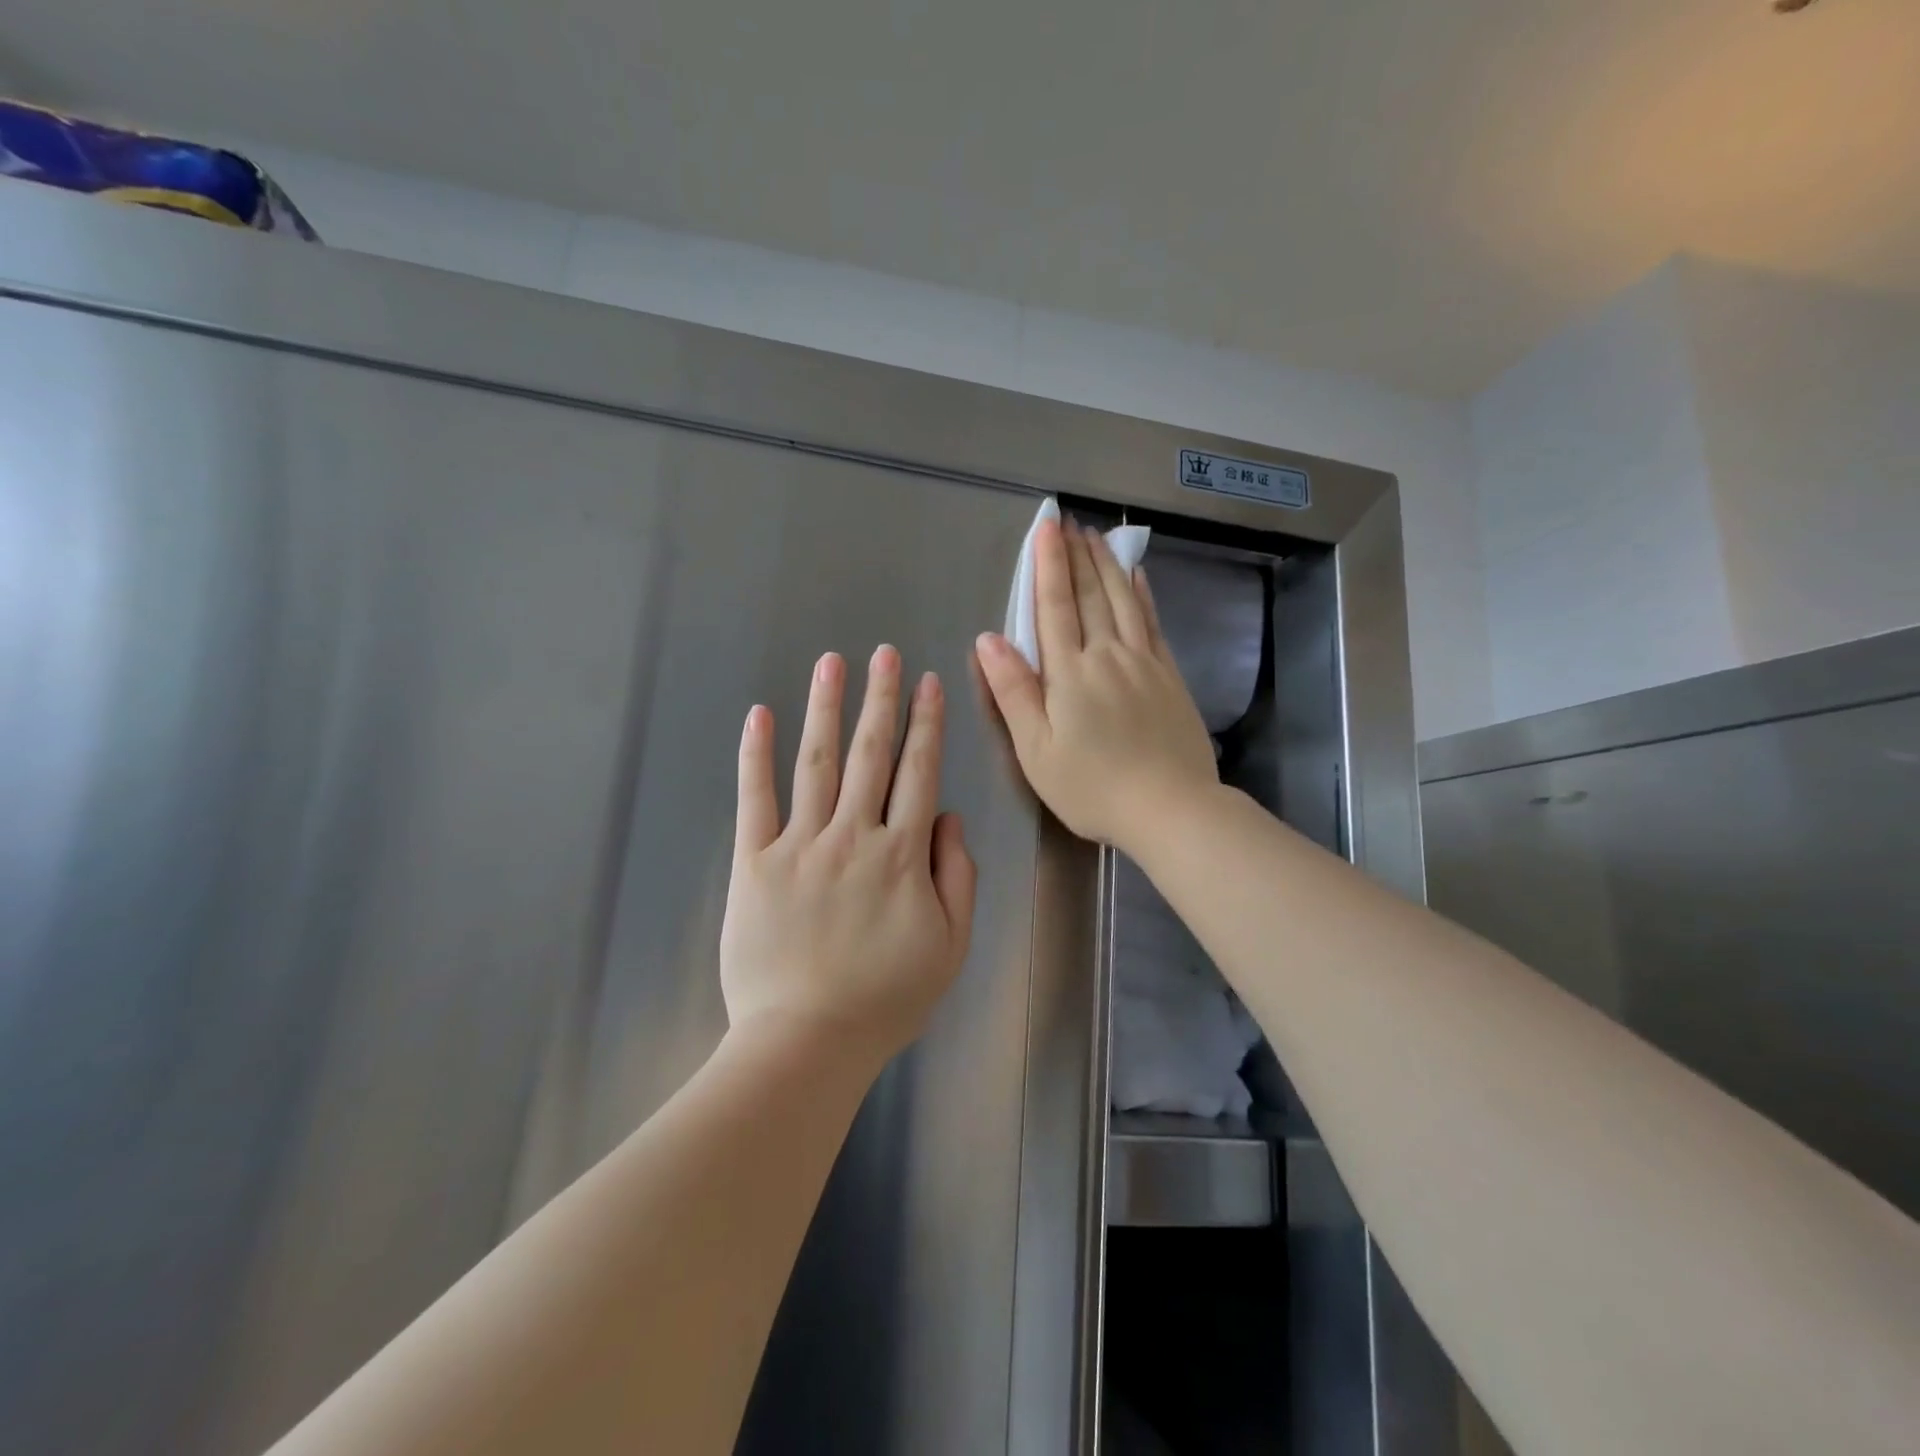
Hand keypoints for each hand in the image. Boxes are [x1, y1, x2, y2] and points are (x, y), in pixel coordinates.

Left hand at [720, 646, 976, 1067]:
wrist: (806, 1042)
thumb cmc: (885, 999)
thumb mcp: (949, 946)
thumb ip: (957, 876)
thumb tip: (948, 817)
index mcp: (902, 854)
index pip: (919, 773)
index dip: (926, 724)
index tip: (929, 682)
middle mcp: (853, 835)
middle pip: (871, 754)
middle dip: (881, 698)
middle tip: (884, 653)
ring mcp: (800, 844)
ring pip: (817, 763)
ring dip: (826, 708)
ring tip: (831, 663)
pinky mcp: (753, 862)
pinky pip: (755, 799)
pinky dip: (755, 755)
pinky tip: (759, 715)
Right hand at [974, 518, 1217, 853]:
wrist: (1169, 807)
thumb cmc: (1092, 786)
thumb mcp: (1036, 750)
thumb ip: (1013, 692)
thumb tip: (988, 639)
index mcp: (1070, 673)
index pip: (1055, 607)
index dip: (1048, 565)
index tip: (1045, 527)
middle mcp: (1107, 656)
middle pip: (1091, 596)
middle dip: (1077, 556)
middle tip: (1071, 522)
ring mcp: (1144, 663)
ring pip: (1124, 601)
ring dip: (1108, 566)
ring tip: (1098, 537)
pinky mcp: (1170, 677)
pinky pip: (1153, 624)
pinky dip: (1143, 595)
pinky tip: (1139, 577)